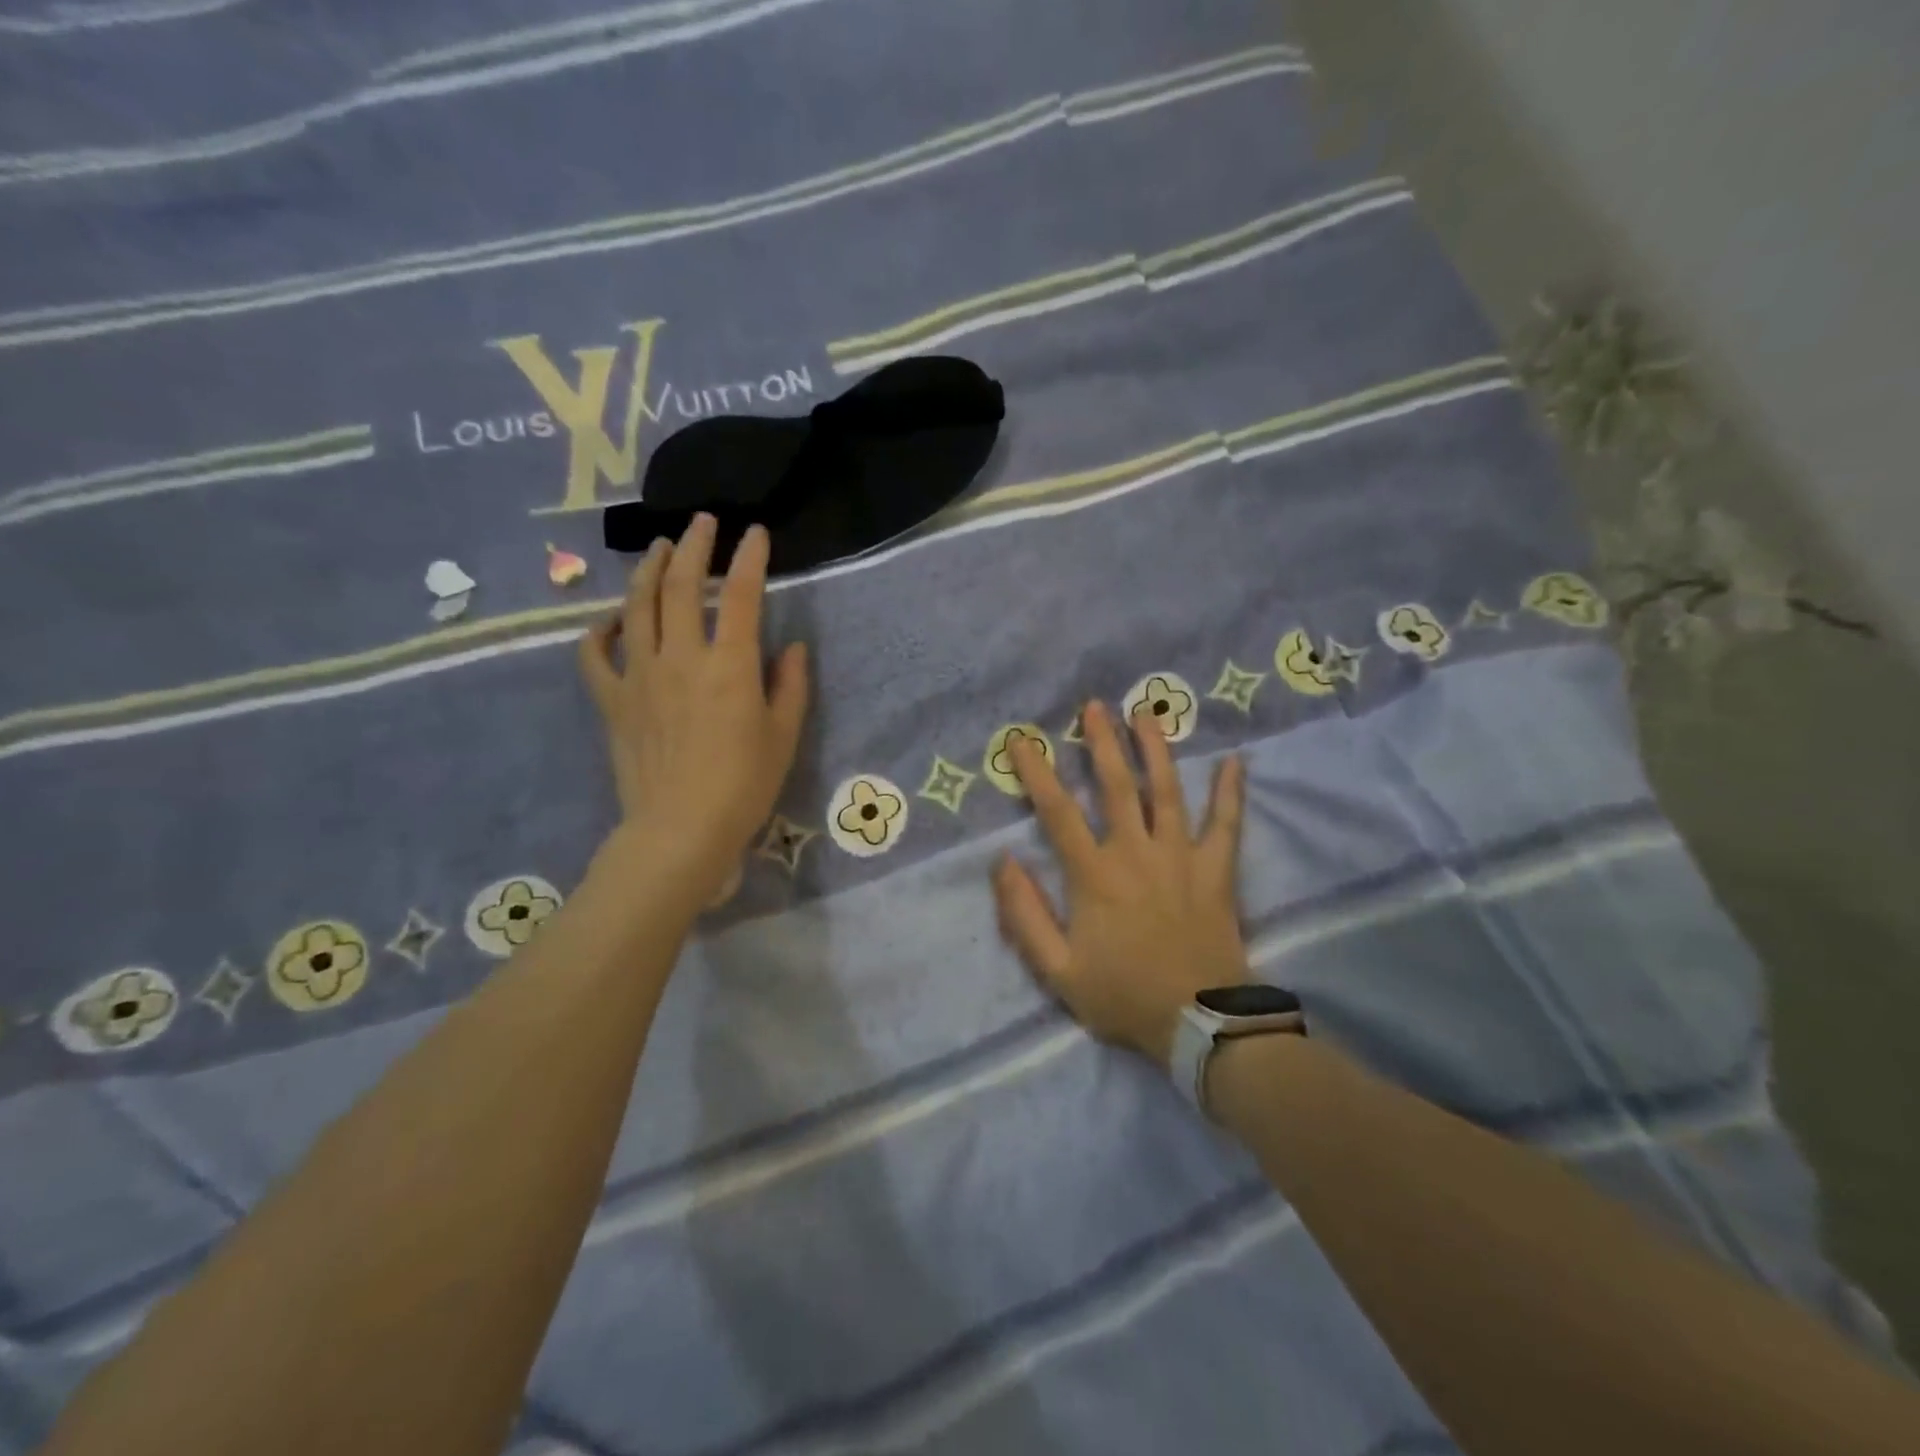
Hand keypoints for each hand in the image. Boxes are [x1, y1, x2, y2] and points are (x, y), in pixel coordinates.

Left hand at [579, 515, 808, 906]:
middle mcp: (682, 657)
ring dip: (648, 570)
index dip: (751, 558)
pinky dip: (600, 631)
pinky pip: (595, 655)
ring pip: (637, 607)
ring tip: (658, 548)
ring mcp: (640, 675)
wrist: (680, 831)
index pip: (742, 595)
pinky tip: (611, 620)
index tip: (756, 533)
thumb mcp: (784, 736)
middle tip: (702, 522)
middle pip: (683, 585)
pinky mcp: (613, 700)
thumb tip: (793, 648)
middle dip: (695, 546)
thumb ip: (791, 686)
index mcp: (731, 665)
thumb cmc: (743, 786)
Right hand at [992, 700, 1249, 1065]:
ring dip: (1155, 749)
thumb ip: (1024, 915)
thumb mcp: (1056, 970)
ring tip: (1147, 711)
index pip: (1057, 812)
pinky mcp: (1216, 870)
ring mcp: (1180, 856)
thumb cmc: (1122, 996)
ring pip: (1165, 791)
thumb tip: (1003, 862)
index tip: (1022, 739)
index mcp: (1094, 874)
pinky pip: (1226, 824)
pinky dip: (1230, 792)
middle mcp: (1135, 852)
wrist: (1198, 1023)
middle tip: (1094, 705)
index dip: (1036, 772)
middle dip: (1101, 742)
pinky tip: (1234, 761)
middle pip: (1116, 785)